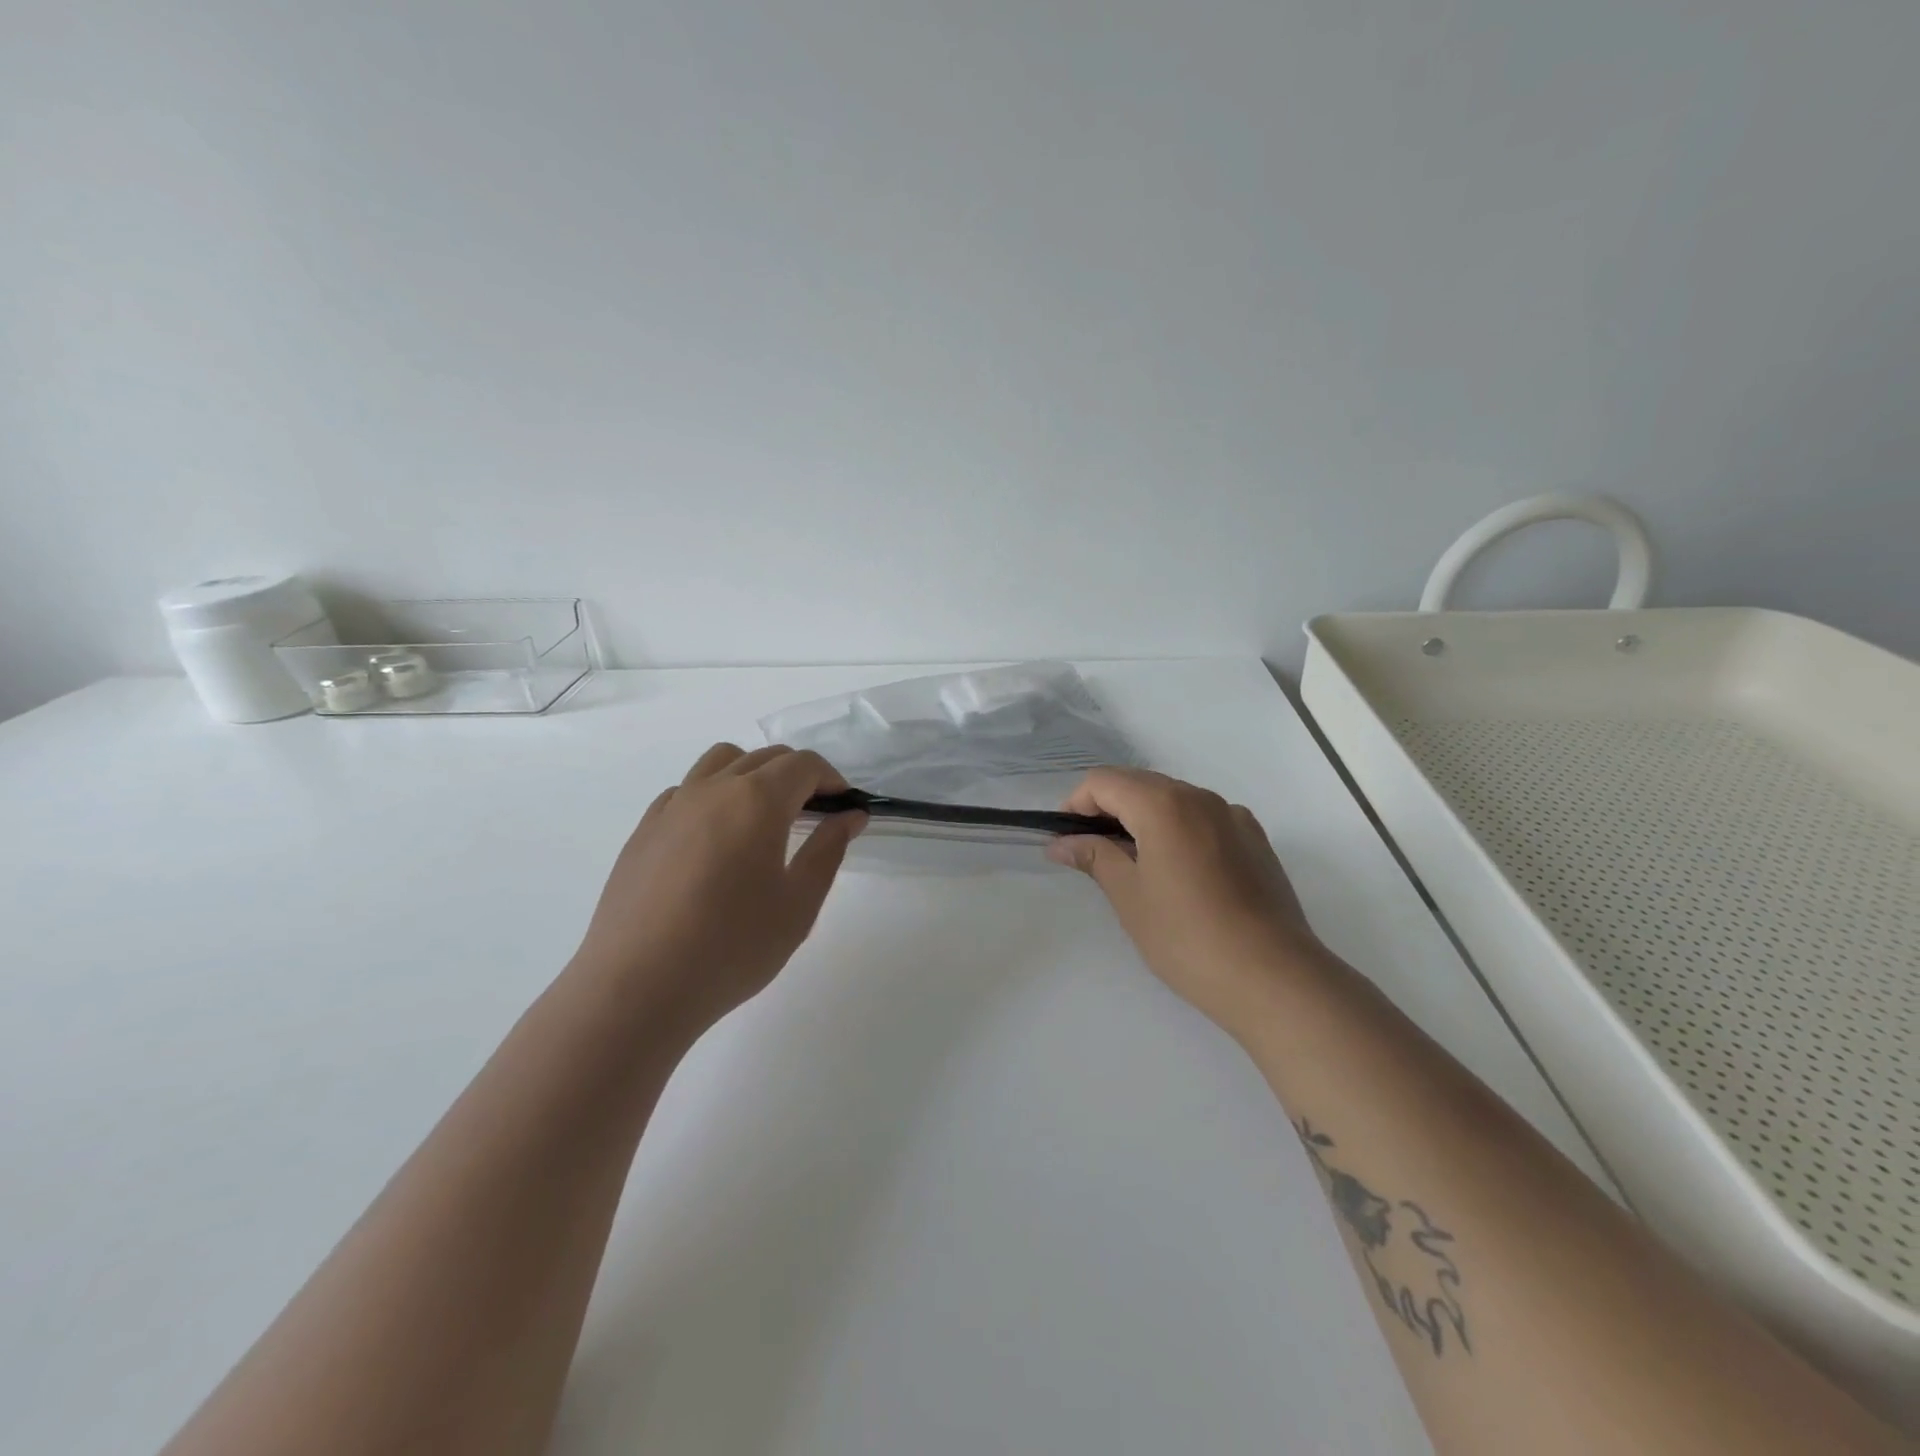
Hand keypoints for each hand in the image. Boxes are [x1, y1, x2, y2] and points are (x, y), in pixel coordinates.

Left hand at [570, 744, 864, 1037]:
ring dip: (753, 774)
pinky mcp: (645, 829)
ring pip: (721, 762)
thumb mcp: (798, 905)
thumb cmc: (732, 947)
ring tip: (764, 816)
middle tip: (815, 815)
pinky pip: (686, 790)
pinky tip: (716, 839)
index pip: (804, 765)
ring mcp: (673, 805)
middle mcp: (713, 789)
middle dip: (798, 775)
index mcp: (757, 801)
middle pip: (765, 757)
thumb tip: (849, 816)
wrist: (638, 987)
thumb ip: (828, 851)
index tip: (845, 808)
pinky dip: (713, 795)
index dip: (832, 779)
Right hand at [1047, 768, 1321, 1032]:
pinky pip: (1204, 818)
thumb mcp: (1130, 897)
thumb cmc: (1188, 937)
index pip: (1104, 781)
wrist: (1274, 977)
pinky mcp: (1255, 840)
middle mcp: (1201, 797)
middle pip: (1139, 783)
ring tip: (1134, 866)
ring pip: (1173, 799)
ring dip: (1143, 818)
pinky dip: (1178, 830)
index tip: (1066, 840)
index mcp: (1164, 804)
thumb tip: (1062, 843)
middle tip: (1092, 853)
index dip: (1076, 804)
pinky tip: (1179, 873)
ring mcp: (1234, 816)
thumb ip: (1094, 857)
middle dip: (1108, 809)